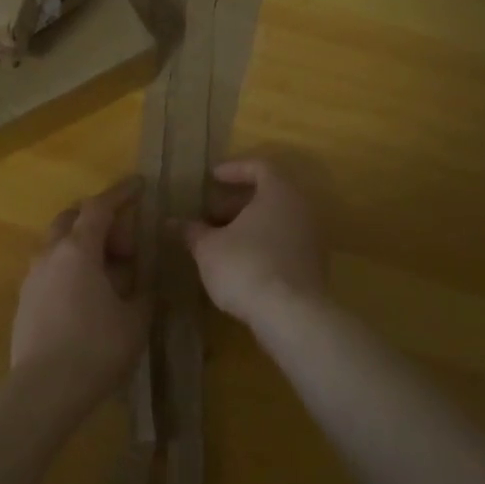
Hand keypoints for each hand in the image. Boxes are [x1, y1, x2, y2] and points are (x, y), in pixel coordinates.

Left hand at [11, 179, 150, 413]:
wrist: (43, 390)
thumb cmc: (96, 348)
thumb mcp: (135, 319)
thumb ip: (143, 291)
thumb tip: (145, 279)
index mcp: (79, 249)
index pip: (99, 207)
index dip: (121, 193)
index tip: (139, 185)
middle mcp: (50, 253)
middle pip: (71, 218)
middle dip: (97, 218)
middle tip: (124, 241)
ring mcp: (32, 276)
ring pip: (56, 243)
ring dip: (81, 244)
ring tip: (107, 271)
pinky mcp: (24, 300)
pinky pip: (49, 268)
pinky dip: (69, 267)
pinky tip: (85, 294)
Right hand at [182, 158, 326, 325]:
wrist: (291, 316)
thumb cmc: (246, 266)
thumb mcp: (209, 248)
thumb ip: (192, 232)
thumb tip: (171, 223)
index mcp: (278, 193)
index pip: (260, 167)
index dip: (234, 169)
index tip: (212, 178)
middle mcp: (301, 210)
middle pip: (269, 196)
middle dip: (236, 204)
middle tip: (210, 216)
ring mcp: (312, 239)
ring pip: (276, 222)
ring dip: (248, 227)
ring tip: (220, 243)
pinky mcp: (314, 267)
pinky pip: (284, 245)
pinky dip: (262, 246)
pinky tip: (240, 265)